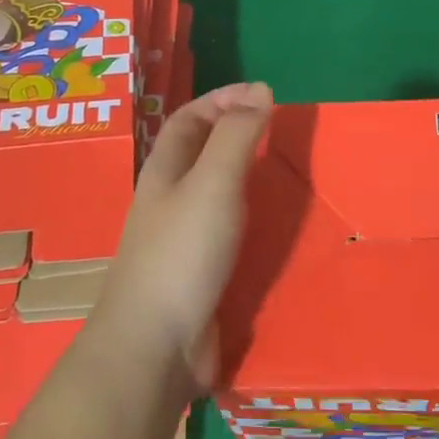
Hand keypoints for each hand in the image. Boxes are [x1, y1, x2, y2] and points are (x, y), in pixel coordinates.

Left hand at [90, 82, 273, 390]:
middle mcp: (169, 201)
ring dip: (245, 179)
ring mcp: (181, 241)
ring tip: (283, 176)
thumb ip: (238, 135)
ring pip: (215, 195)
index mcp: (165, 171)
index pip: (189, 119)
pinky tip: (274, 230)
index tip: (262, 96)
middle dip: (234, 135)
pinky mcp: (198, 277)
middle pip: (199, 153)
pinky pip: (227, 234)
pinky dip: (250, 222)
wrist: (155, 348)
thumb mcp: (214, 181)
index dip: (221, 99)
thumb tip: (259, 90)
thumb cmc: (182, 252)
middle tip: (278, 132)